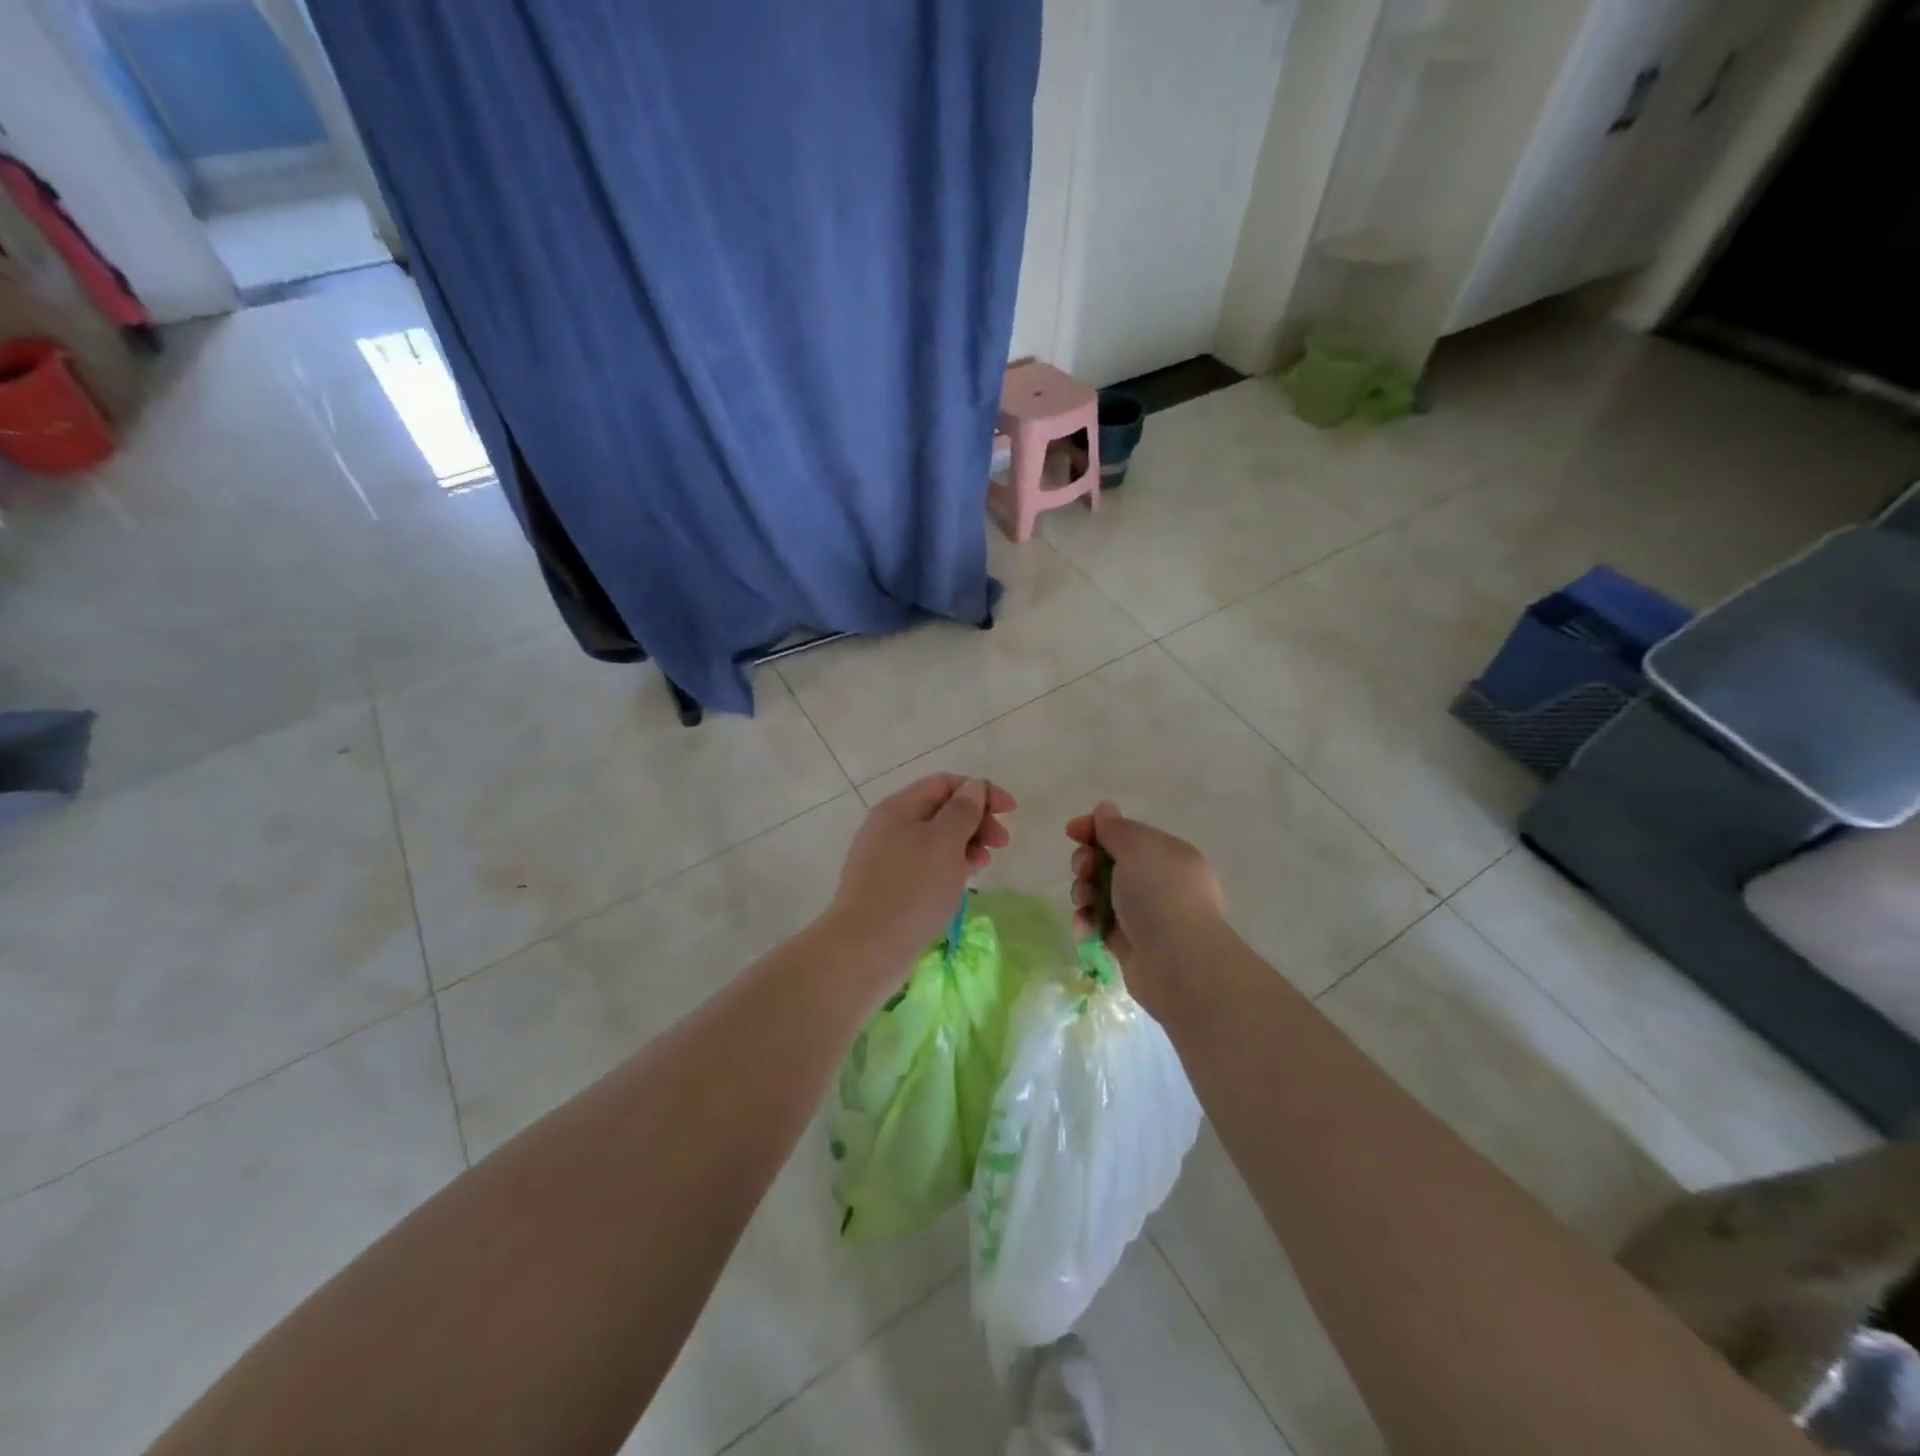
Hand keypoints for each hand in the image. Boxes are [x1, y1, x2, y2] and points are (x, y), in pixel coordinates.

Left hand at [827, 775, 1015, 972]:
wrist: (865, 949)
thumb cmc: (911, 889)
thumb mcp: (944, 843)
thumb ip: (962, 811)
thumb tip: (972, 788)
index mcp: (898, 809)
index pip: (944, 783)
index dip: (980, 791)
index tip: (1010, 811)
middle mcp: (888, 828)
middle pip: (940, 811)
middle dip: (975, 820)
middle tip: (1001, 844)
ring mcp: (886, 859)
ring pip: (934, 841)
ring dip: (965, 846)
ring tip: (983, 867)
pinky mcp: (889, 888)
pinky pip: (925, 866)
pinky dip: (948, 868)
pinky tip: (961, 884)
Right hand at [1067, 801, 1224, 974]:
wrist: (1177, 963)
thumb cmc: (1159, 895)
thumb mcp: (1137, 848)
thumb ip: (1116, 828)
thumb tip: (1104, 809)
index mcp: (1167, 855)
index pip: (1126, 833)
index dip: (1096, 829)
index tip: (1072, 832)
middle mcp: (1159, 882)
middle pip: (1109, 863)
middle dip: (1087, 863)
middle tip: (1084, 871)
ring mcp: (1144, 915)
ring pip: (1101, 894)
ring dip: (1084, 893)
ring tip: (1084, 903)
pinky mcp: (1129, 944)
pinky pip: (1100, 924)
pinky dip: (1088, 922)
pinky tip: (1086, 927)